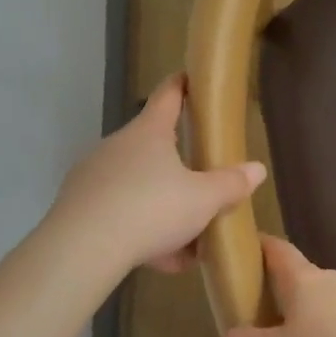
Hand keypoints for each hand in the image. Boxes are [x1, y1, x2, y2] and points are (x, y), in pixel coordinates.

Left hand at [52, 74, 265, 275]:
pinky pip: (118, 213)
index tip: (190, 77)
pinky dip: (140, 232)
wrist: (82, 249)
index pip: (169, 96)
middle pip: (153, 147)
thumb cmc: (151, 208)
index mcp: (149, 132)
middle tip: (202, 190)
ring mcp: (94, 176)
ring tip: (187, 245)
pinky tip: (159, 260)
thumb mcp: (203, 200)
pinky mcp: (78, 208)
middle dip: (179, 168)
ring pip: (137, 186)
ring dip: (162, 209)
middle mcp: (118, 146)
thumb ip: (231, 184)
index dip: (182, 85)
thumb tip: (257, 169)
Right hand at [205, 236, 335, 336]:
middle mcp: (333, 279)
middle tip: (262, 321)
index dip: (258, 247)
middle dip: (281, 294)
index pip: (276, 250)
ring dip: (310, 319)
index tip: (243, 251)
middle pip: (301, 278)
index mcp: (303, 279)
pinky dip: (335, 336)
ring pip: (327, 302)